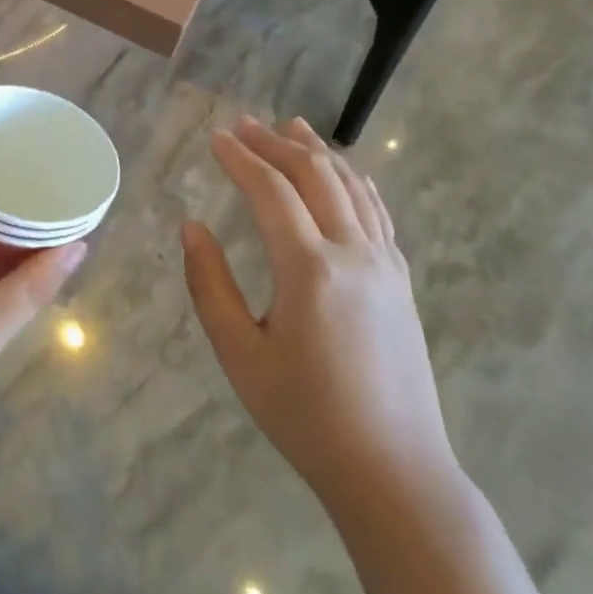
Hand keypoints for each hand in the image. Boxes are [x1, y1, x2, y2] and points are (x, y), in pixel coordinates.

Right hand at [182, 116, 457, 507]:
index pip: (271, 191)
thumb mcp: (240, 354)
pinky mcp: (401, 281)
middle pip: (315, 176)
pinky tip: (346, 175)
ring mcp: (385, 265)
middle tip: (245, 124)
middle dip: (276, 144)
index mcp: (309, 269)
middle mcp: (353, 253)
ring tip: (292, 127)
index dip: (241, 159)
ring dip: (318, 152)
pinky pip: (377, 213)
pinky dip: (355, 182)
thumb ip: (210, 285)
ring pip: (352, 187)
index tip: (216, 137)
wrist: (393, 469)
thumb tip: (191, 227)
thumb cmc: (305, 415)